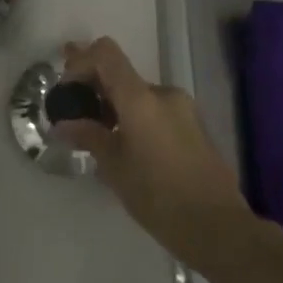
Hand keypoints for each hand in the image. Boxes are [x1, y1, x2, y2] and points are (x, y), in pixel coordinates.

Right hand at [58, 37, 253, 267]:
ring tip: (97, 136)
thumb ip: (88, 136)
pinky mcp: (194, 127)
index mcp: (141, 98)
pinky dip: (134, 118)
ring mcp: (183, 109)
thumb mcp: (114, 167)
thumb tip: (63, 124)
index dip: (81, 62)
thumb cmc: (158, 196)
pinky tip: (124, 146)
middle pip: (121, 75)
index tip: (67, 89)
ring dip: (114, 106)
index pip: (106, 54)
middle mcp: (164, 93)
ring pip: (138, 95)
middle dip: (94, 89)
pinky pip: (155, 110)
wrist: (218, 228)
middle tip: (73, 112)